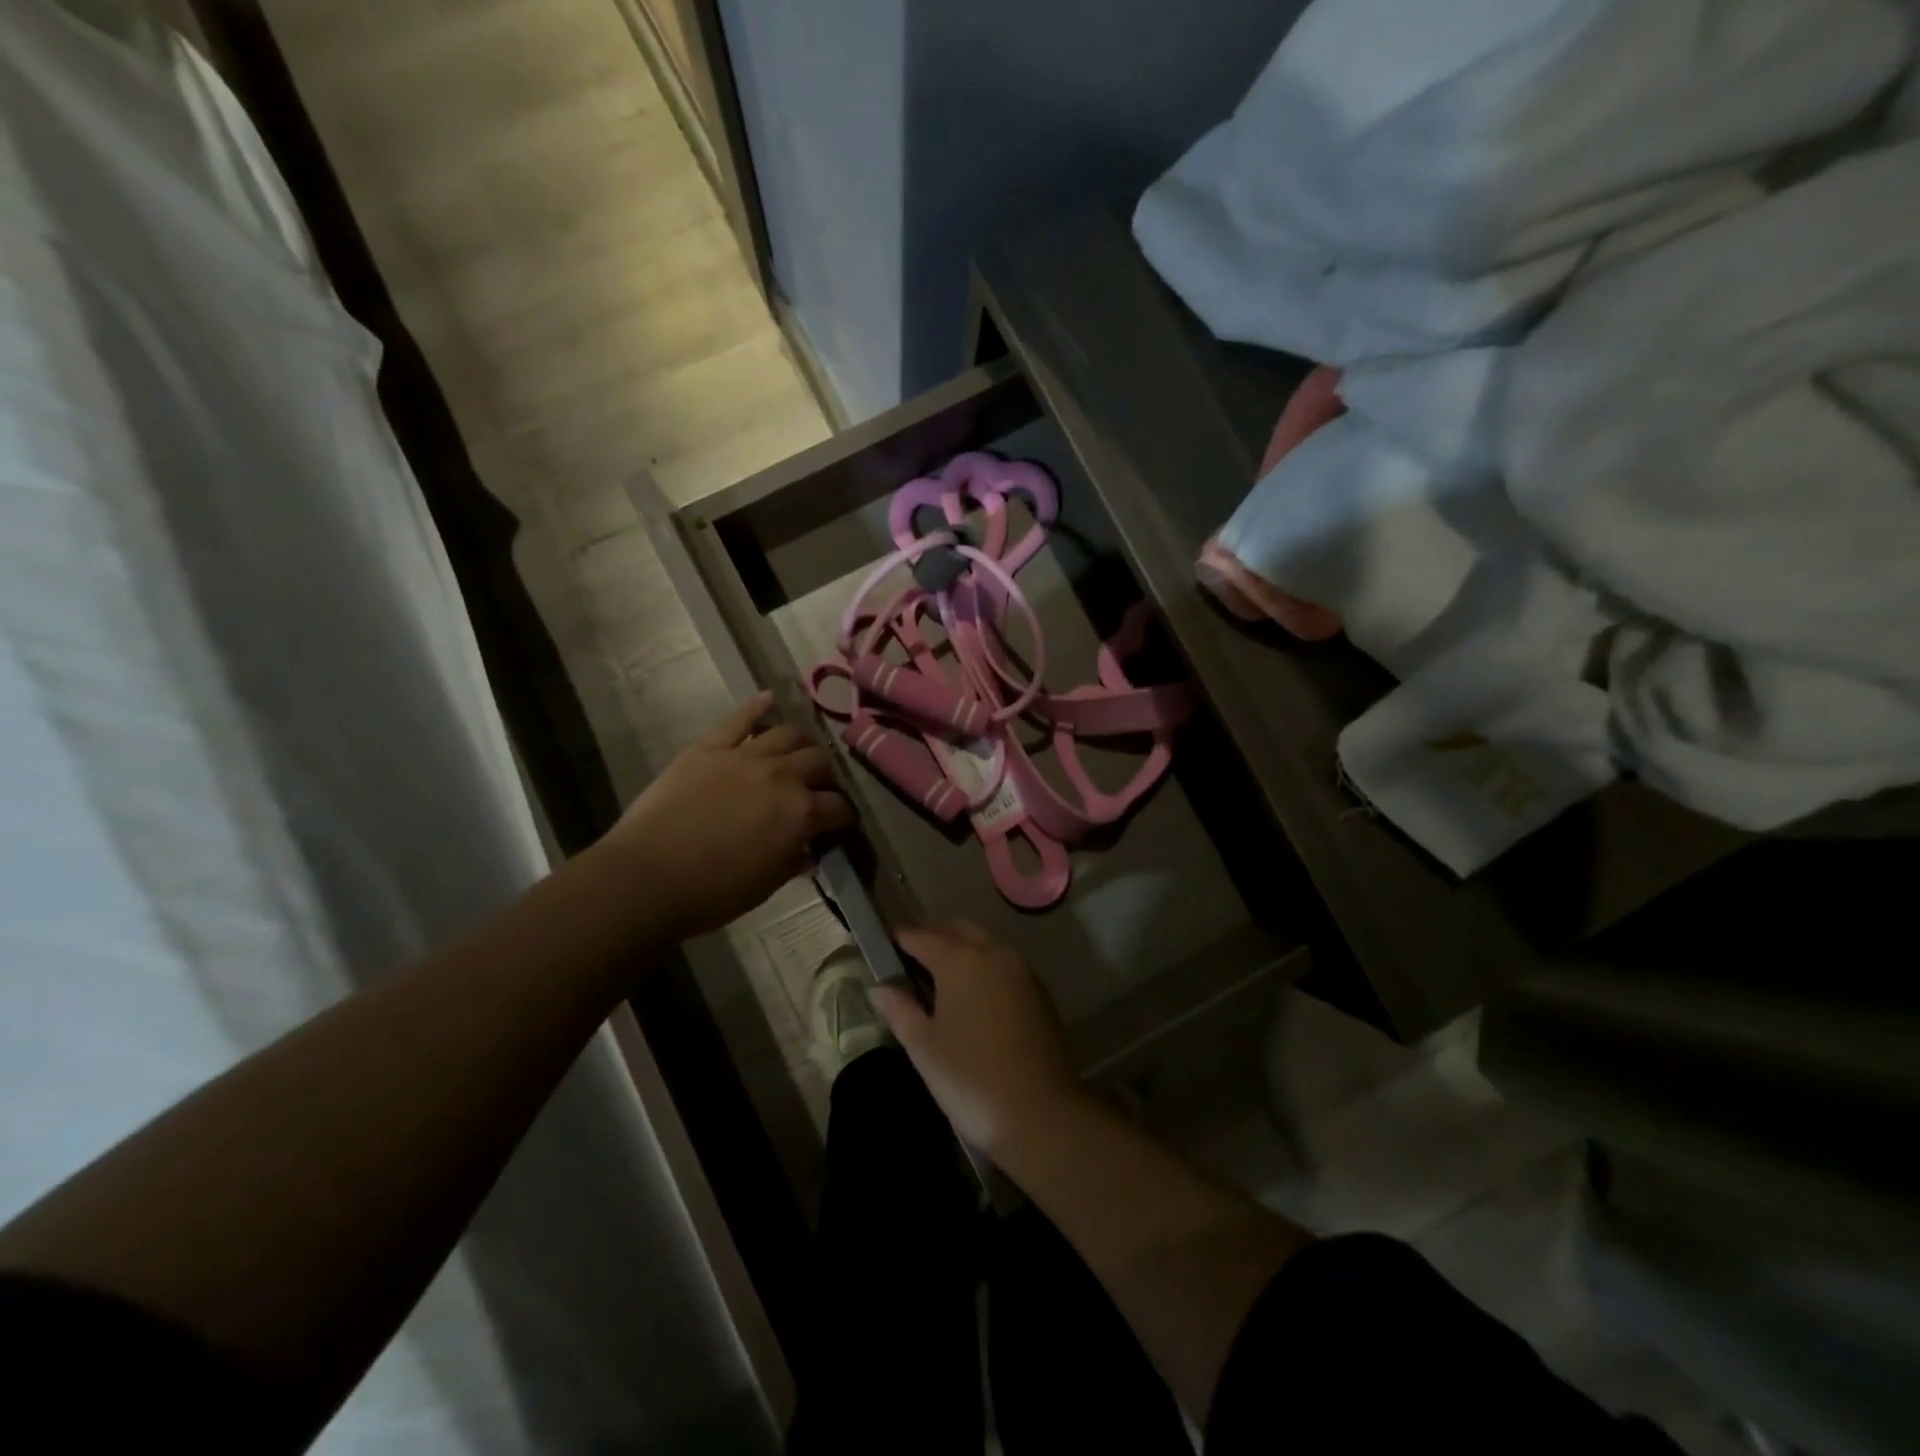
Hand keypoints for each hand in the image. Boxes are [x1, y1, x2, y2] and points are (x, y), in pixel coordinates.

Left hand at [606, 692, 853, 939]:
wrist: (648, 877)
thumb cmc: (713, 892)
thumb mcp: (767, 884)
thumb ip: (793, 861)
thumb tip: (806, 850)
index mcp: (802, 813)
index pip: (839, 807)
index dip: (844, 816)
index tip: (840, 823)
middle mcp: (782, 775)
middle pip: (819, 762)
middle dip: (826, 776)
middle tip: (819, 787)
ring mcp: (746, 756)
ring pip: (789, 734)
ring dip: (802, 743)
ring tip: (799, 752)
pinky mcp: (711, 747)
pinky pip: (741, 718)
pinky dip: (757, 707)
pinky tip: (769, 699)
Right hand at [871, 922, 1085, 1154]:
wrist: (1041, 1112)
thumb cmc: (971, 1078)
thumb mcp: (924, 1047)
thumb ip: (900, 1009)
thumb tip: (880, 987)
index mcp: (960, 960)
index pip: (922, 936)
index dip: (901, 938)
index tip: (885, 944)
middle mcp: (993, 953)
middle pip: (957, 929)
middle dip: (933, 935)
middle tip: (911, 955)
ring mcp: (1020, 969)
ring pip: (984, 943)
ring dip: (961, 947)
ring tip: (939, 973)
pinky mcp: (1038, 990)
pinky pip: (1003, 963)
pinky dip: (983, 964)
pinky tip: (973, 992)